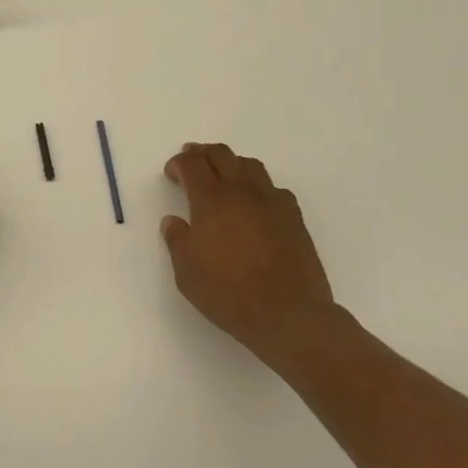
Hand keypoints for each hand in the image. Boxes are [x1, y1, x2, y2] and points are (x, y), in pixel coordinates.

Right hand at [161, 143, 342, 369]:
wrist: (289, 315)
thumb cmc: (228, 292)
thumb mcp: (186, 271)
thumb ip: (177, 240)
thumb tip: (173, 222)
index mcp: (212, 200)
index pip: (192, 164)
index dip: (179, 163)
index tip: (172, 173)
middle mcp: (243, 192)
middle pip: (222, 155)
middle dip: (202, 153)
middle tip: (191, 160)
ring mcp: (273, 203)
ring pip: (251, 165)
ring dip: (231, 164)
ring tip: (222, 176)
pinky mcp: (295, 219)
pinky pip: (274, 189)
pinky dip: (258, 187)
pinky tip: (254, 203)